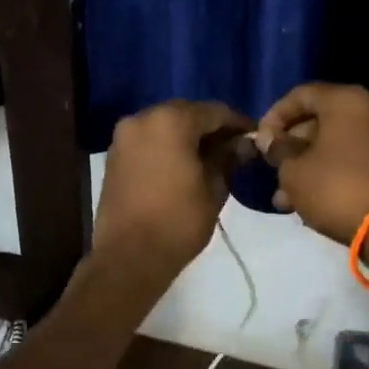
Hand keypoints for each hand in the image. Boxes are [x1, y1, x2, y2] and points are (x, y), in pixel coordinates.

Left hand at [93, 99, 253, 281]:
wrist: (129, 256)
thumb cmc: (178, 221)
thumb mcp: (214, 188)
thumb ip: (228, 158)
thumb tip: (244, 143)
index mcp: (171, 120)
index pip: (214, 111)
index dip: (238, 123)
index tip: (254, 137)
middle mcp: (143, 118)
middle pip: (186, 113)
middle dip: (210, 128)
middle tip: (233, 147)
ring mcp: (124, 136)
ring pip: (164, 126)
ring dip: (187, 136)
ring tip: (210, 158)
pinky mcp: (114, 156)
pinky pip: (148, 141)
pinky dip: (167, 146)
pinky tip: (183, 165)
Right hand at [256, 83, 368, 243]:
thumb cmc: (334, 188)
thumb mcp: (293, 169)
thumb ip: (277, 148)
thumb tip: (268, 139)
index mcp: (347, 100)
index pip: (301, 95)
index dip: (275, 116)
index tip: (260, 139)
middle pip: (319, 120)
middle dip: (291, 145)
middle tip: (272, 167)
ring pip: (334, 143)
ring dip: (306, 164)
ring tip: (283, 195)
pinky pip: (351, 158)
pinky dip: (328, 172)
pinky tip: (305, 200)